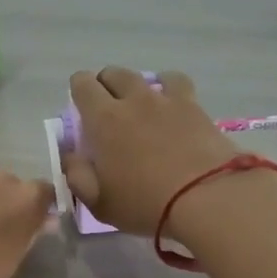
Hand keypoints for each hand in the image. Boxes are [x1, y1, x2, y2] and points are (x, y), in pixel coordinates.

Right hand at [62, 67, 235, 234]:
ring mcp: (167, 100)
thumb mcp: (99, 202)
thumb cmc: (144, 203)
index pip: (82, 85)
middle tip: (109, 110)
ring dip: (139, 86)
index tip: (81, 109)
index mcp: (103, 120)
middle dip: (106, 86)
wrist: (206, 197)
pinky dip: (170, 88)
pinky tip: (172, 106)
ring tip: (142, 105)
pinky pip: (178, 83)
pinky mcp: (195, 107)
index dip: (78, 91)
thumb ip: (77, 176)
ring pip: (147, 75)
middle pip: (114, 74)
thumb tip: (70, 157)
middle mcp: (134, 99)